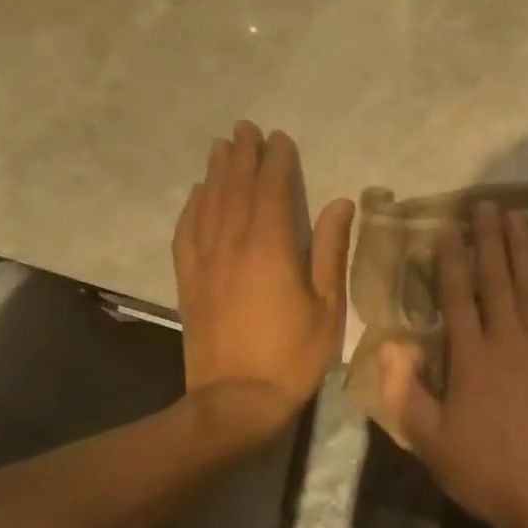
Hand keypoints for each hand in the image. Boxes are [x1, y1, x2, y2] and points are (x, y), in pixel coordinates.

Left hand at [173, 122, 354, 431]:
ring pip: (209, 205)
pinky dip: (193, 207)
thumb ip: (331, 250)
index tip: (279, 138)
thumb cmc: (294, 354)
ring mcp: (205, 263)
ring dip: (216, 173)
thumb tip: (341, 203)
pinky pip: (187, 233)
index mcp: (271, 249)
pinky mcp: (189, 282)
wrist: (235, 400)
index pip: (272, 192)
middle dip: (242, 156)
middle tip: (245, 128)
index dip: (276, 162)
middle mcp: (232, 246)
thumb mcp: (328, 305)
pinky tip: (198, 194)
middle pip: (235, 190)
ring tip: (221, 147)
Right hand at [381, 203, 527, 527]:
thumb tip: (389, 346)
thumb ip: (405, 393)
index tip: (447, 228)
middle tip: (486, 205)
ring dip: (525, 247)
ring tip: (519, 215)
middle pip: (497, 279)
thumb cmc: (488, 473)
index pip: (457, 297)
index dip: (451, 259)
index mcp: (471, 358)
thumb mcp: (431, 443)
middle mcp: (509, 339)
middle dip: (490, 240)